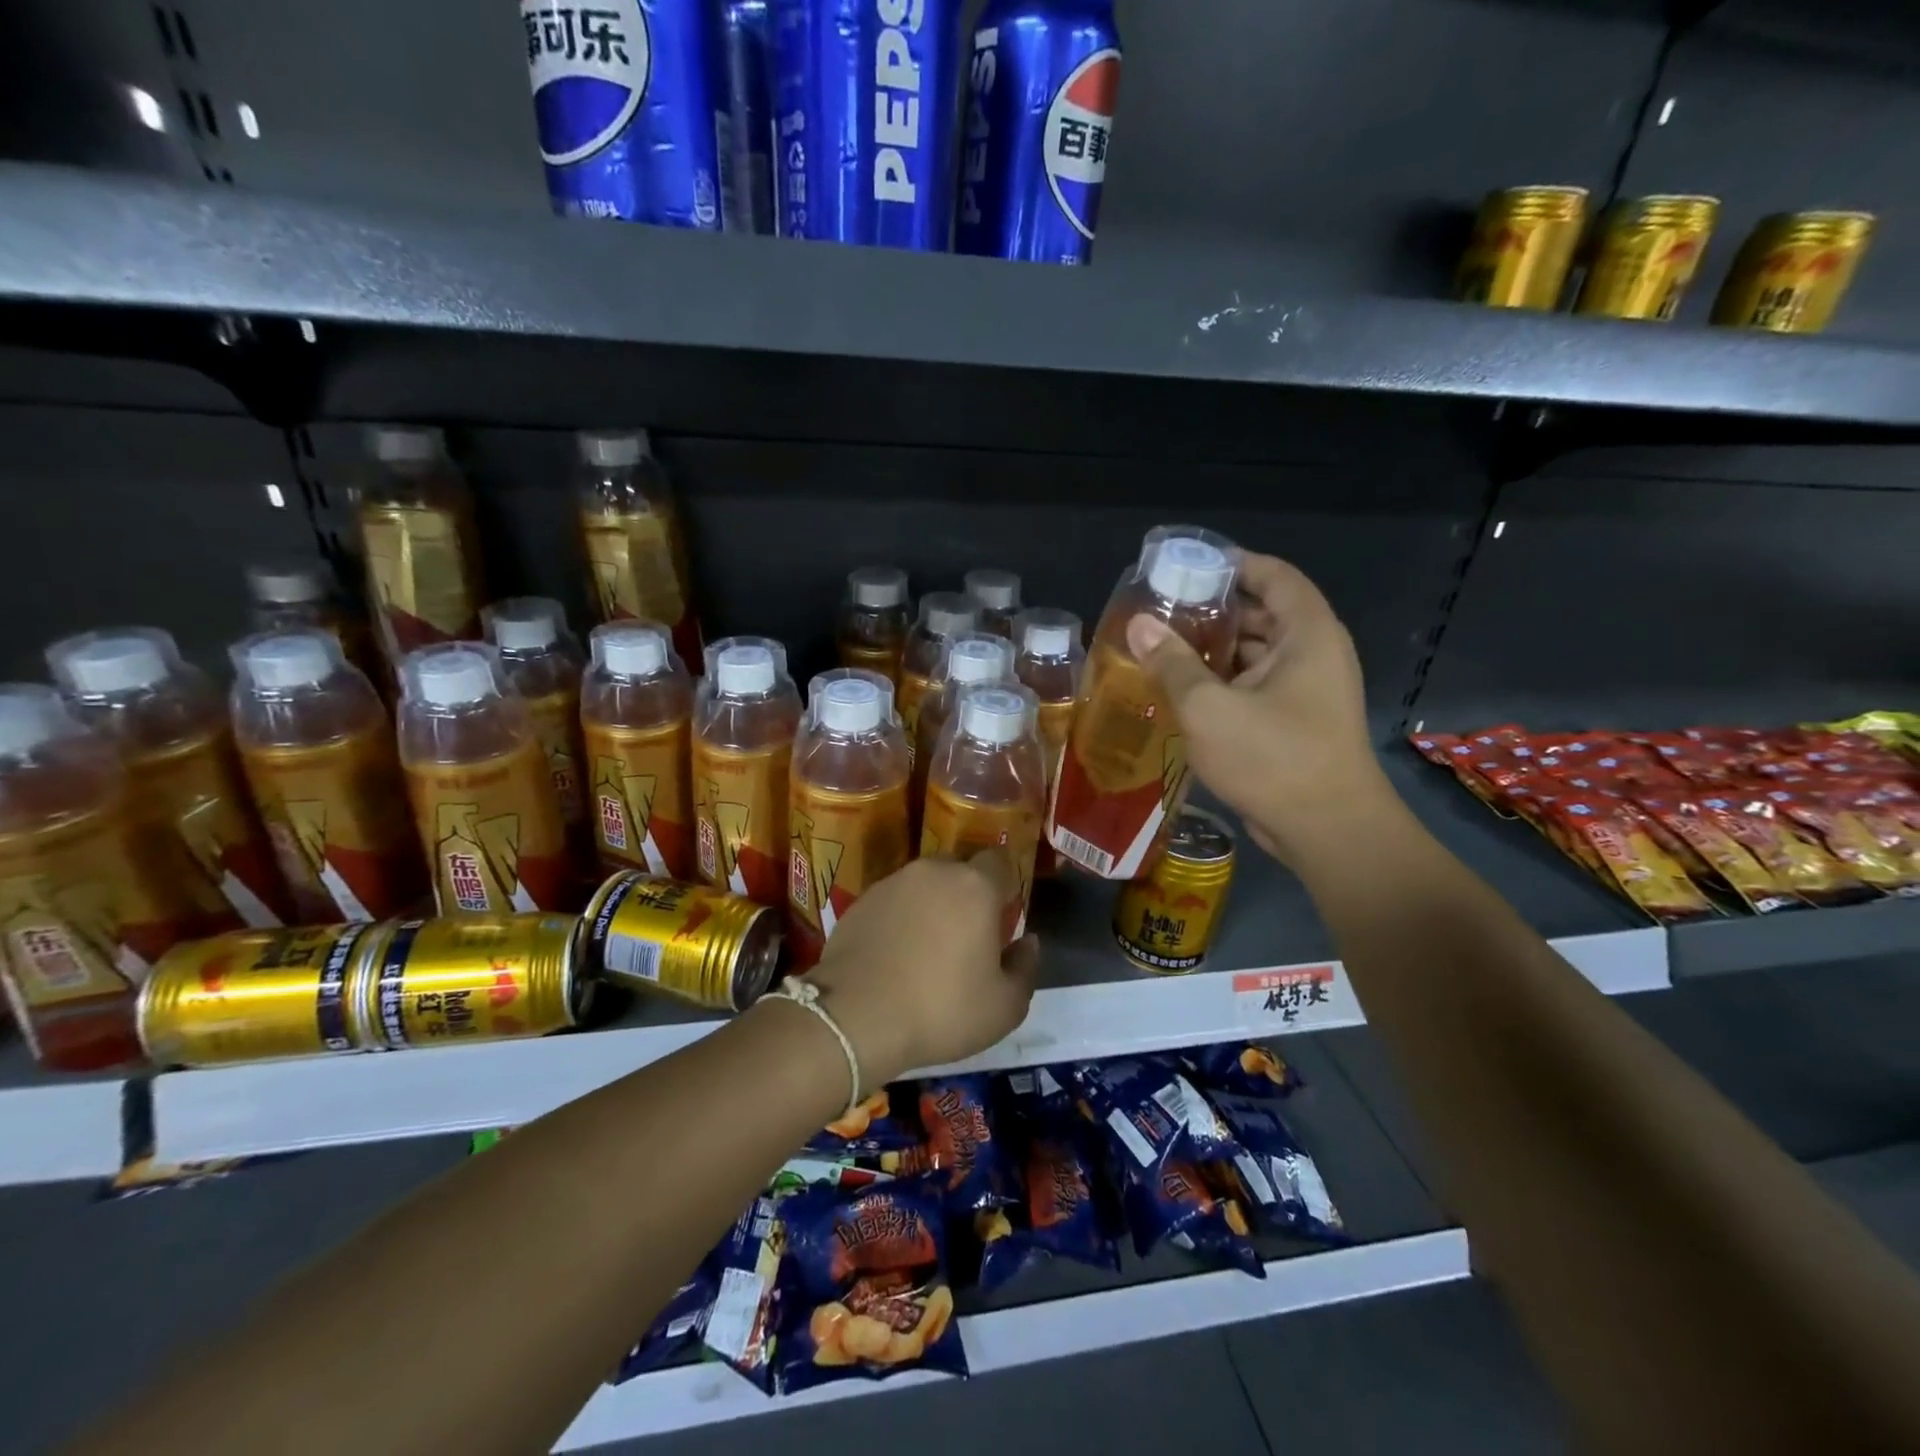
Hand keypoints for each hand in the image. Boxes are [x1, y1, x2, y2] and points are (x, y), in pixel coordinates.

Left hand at [801, 850, 1039, 1087]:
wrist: (854, 1017)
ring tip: (926, 949)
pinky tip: (895, 955)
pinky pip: (893, 901)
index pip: (999, 860)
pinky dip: (900, 919)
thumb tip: (1027, 943)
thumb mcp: (1004, 1006)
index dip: (1005, 884)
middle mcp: (933, 872)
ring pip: (924, 885)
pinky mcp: (861, 901)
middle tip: (967, 936)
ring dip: (931, 906)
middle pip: (960, 870)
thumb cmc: (941, 1009)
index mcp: (975, 886)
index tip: (1003, 916)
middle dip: (967, 894)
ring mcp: (892, 883)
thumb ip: (1025, 967)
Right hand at [1127, 552, 1392, 864]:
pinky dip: (1223, 681)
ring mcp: (1307, 690)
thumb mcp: (1209, 707)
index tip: (1186, 566)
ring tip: (1162, 646)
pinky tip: (1182, 689)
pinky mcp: (1296, 721)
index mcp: (1307, 634)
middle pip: (1262, 613)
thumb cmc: (1272, 757)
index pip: (1273, 575)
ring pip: (1256, 653)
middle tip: (1161, 609)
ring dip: (1214, 649)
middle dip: (1214, 609)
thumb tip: (1139, 624)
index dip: (1232, 564)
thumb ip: (1172, 662)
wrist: (1327, 830)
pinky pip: (1256, 686)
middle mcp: (1314, 653)